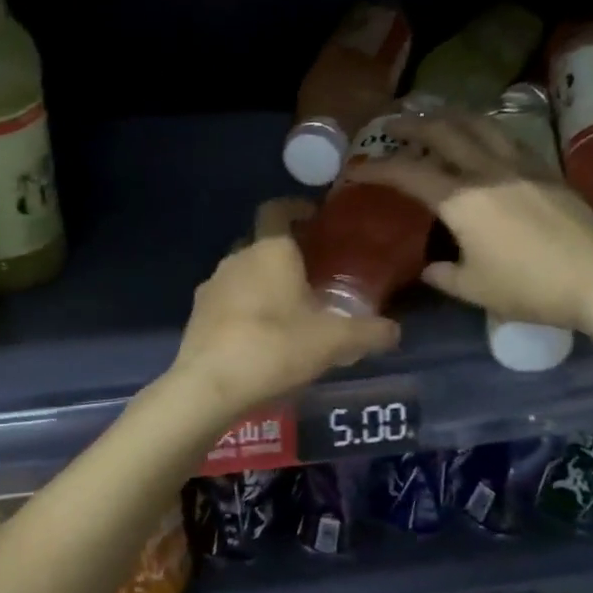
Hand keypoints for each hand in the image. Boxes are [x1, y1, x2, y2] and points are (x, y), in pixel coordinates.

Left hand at [168, 199, 400, 418]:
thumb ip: (368, 333)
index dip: (296, 208)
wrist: (210, 385)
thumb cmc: (275, 348)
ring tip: (288, 309)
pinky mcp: (197, 313)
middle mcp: (238, 257)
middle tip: (313, 274)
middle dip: (285, 253)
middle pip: (262, 242)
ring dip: (263, 282)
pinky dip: (244, 307)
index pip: (278, 209)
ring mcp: (213, 284)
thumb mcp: (334, 342)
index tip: (315, 219)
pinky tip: (260, 335)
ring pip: (243, 272)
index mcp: (271, 250)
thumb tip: (395, 331)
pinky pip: (227, 299)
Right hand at [357, 110, 592, 335]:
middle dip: (412, 125)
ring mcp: (522, 166)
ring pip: (480, 125)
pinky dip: (484, 130)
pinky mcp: (548, 171)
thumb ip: (444, 276)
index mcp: (462, 200)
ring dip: (451, 117)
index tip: (356, 169)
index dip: (377, 168)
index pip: (409, 173)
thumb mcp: (475, 290)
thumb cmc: (531, 288)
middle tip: (392, 125)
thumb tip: (429, 267)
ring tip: (436, 118)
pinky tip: (484, 138)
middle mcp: (488, 171)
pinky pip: (507, 138)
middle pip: (444, 132)